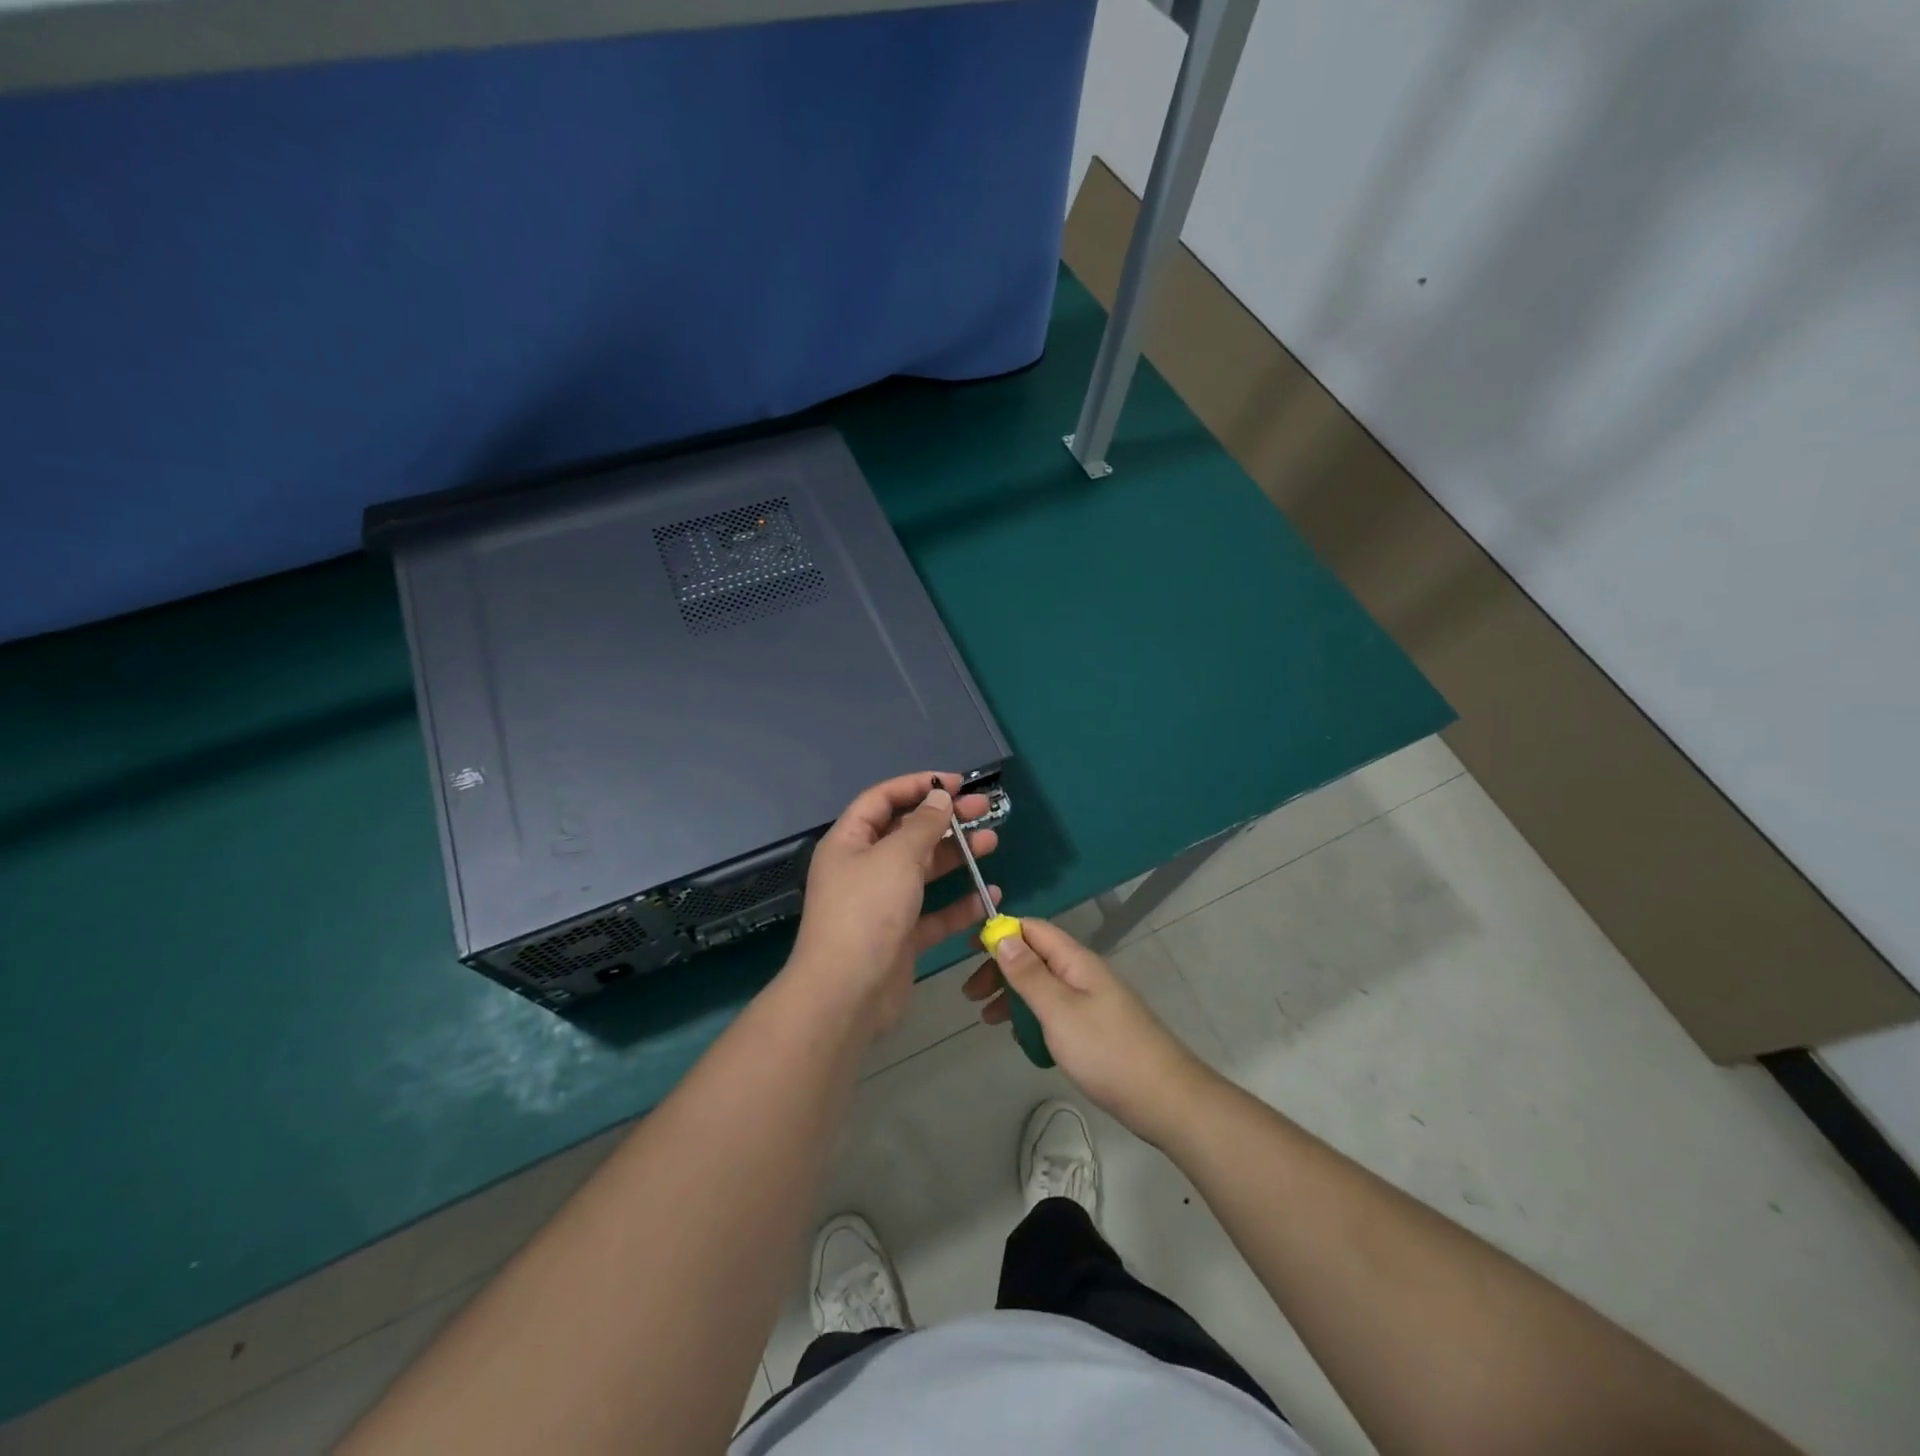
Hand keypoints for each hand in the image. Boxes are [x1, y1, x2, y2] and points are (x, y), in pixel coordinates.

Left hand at [790, 772, 1001, 1034]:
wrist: (846, 994)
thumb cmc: (867, 912)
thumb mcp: (896, 857)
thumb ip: (922, 825)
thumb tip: (939, 797)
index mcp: (849, 842)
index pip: (883, 799)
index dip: (918, 785)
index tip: (957, 784)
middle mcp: (864, 868)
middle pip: (907, 832)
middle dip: (945, 819)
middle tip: (984, 810)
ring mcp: (882, 904)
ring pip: (923, 870)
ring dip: (957, 856)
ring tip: (992, 843)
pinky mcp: (900, 936)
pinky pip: (933, 912)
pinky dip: (958, 904)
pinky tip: (988, 896)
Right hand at [963, 918, 1214, 1145]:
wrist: (1165, 1099)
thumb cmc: (1106, 1051)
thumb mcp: (1059, 1010)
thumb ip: (1029, 974)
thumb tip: (1003, 935)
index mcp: (1076, 960)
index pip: (1033, 929)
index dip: (1001, 932)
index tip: (969, 950)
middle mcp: (1083, 973)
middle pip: (1035, 956)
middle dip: (1001, 968)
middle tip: (971, 995)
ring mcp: (1091, 1001)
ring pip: (1043, 985)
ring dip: (1013, 995)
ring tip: (986, 1019)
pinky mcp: (1095, 1027)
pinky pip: (1055, 1010)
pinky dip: (1033, 1017)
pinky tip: (1021, 1038)